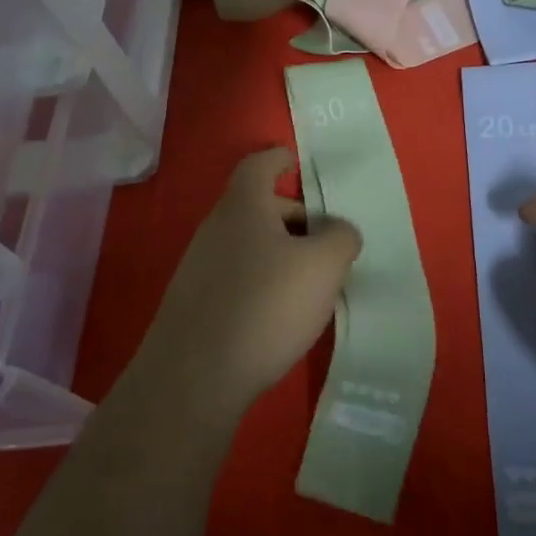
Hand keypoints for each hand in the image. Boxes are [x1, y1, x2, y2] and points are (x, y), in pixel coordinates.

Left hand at [135, 149, 360, 413]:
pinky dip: (263, 281)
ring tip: (313, 281)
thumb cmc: (266, 304)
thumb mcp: (323, 266)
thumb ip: (341, 238)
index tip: (295, 162)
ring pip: (249, 245)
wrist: (195, 377)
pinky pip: (237, 276)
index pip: (258, 165)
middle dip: (293, 217)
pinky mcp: (195, 304)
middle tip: (327, 241)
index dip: (278, 158)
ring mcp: (199, 268)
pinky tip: (282, 313)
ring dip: (281, 253)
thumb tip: (339, 232)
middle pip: (257, 208)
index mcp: (243, 207)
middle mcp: (215, 229)